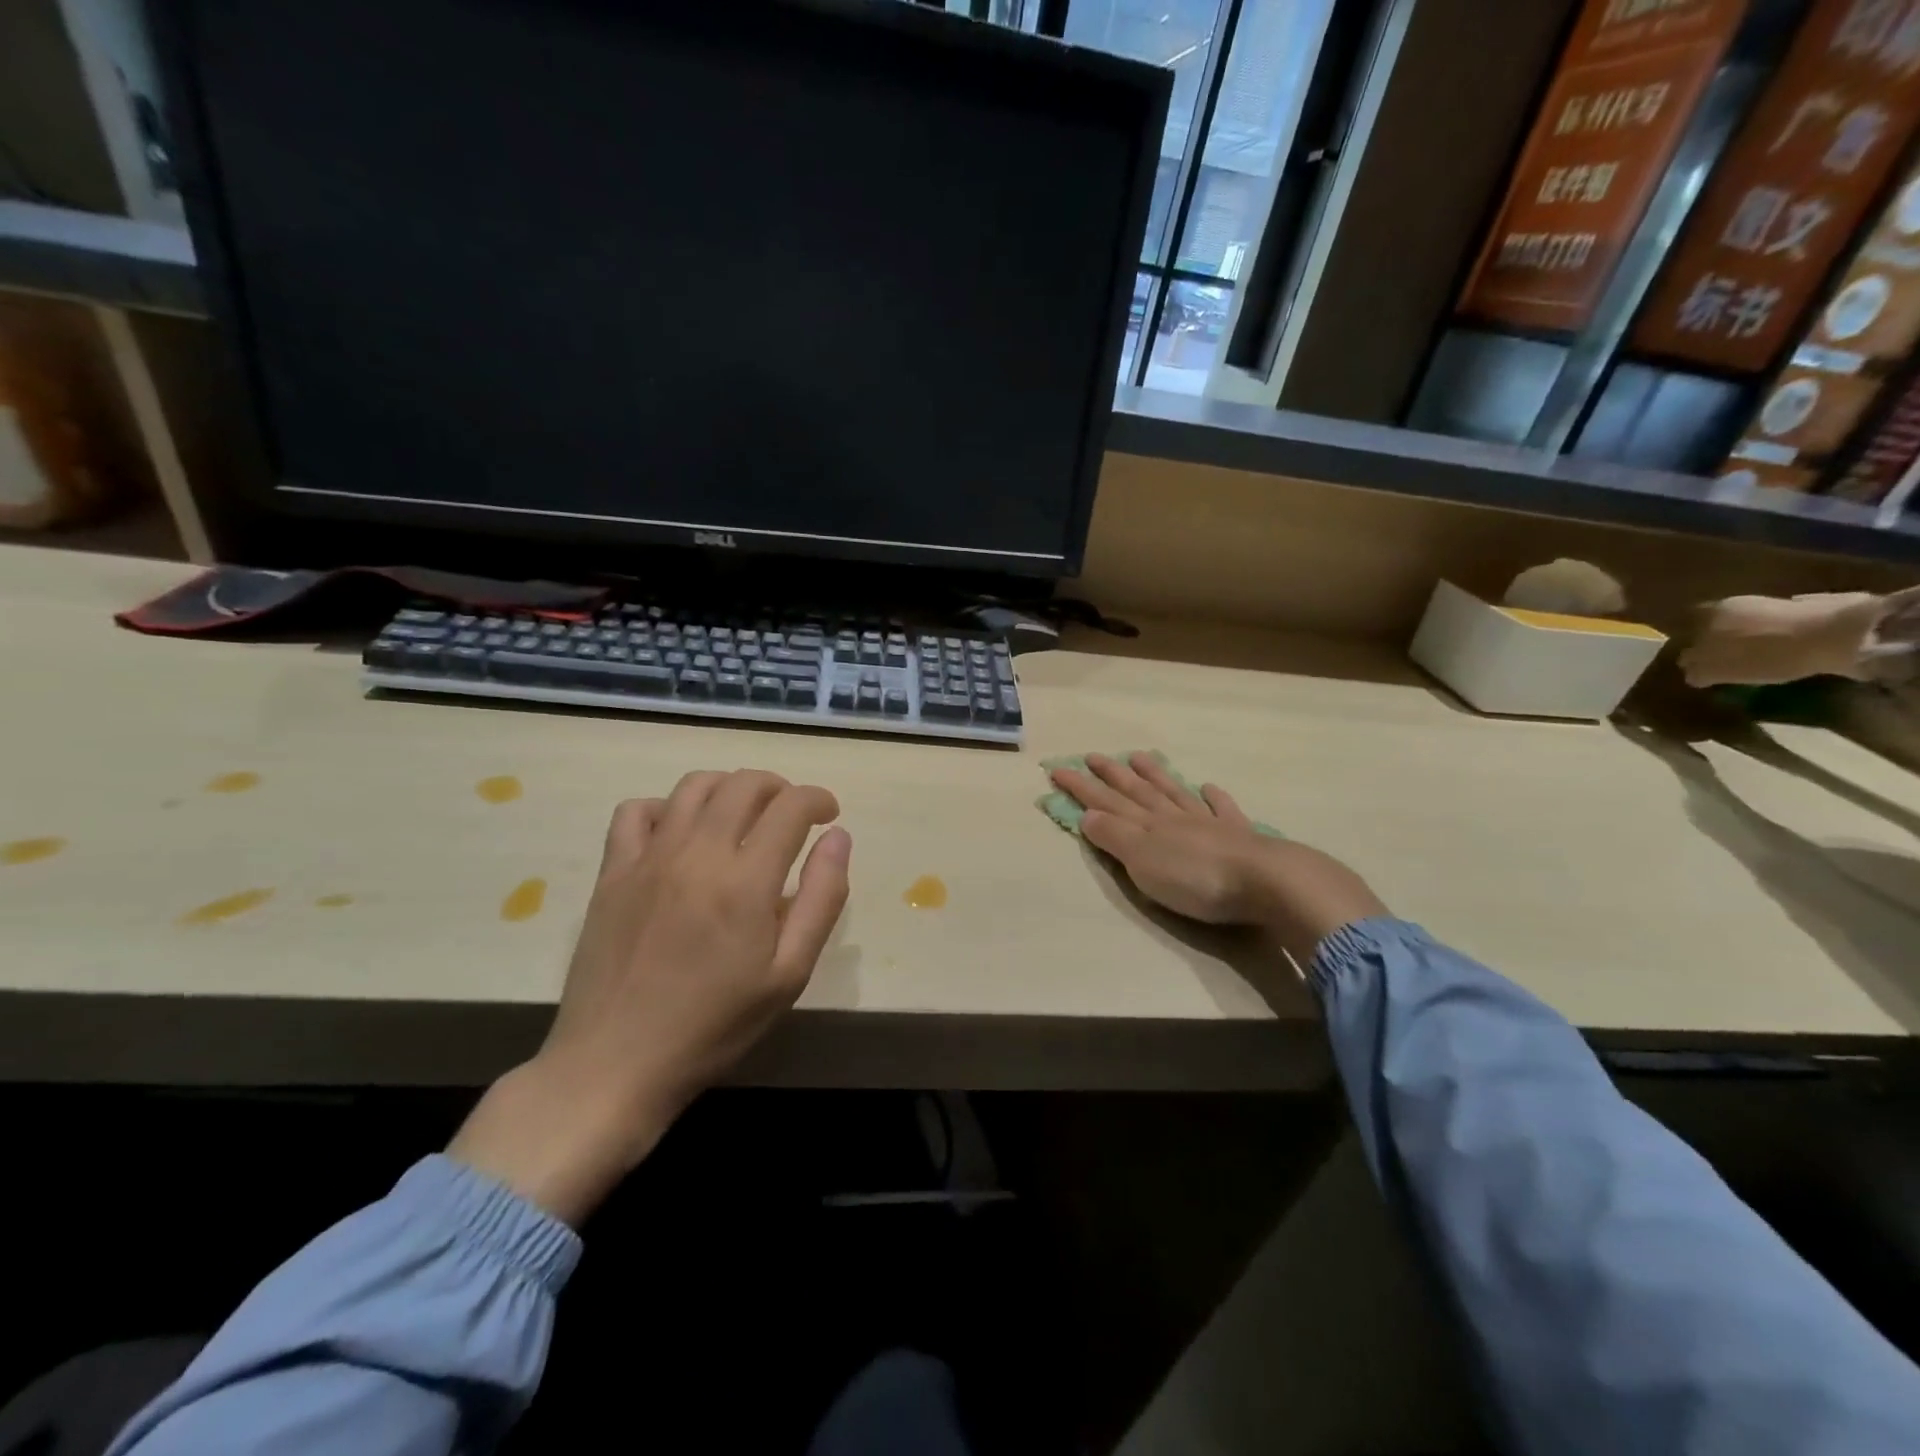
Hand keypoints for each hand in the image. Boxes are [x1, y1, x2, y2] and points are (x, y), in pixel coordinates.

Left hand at [450, 770, 850, 1223]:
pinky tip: (680, 833)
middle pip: (744, 784)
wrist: (616, 1063)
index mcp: (746, 881)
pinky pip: (635, 811)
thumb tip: (838, 837)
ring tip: (743, 814)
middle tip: (792, 815)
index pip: (790, 806)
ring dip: (729, 787)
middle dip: (779, 788)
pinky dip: (667, 807)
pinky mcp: (612, 872)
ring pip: (694, 786)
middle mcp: (697, 854)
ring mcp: (648, 858)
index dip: (818, 799)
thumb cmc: (715, 1025)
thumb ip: (822, 898)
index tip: (829, 815)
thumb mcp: (789, 974)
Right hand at [1050, 753, 1385, 966]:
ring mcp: (1208, 824)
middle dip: (1111, 775)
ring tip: (1139, 756)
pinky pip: (1222, 809)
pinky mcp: (1239, 837)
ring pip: (1174, 793)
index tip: (1058, 769)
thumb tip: (1087, 814)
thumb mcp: (1143, 861)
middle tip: (1093, 755)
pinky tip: (1208, 787)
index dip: (1081, 787)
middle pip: (1137, 792)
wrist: (1266, 882)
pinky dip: (1213, 797)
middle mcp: (1173, 817)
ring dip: (1155, 775)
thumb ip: (1114, 836)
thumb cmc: (1196, 879)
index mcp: (1147, 826)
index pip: (1106, 802)